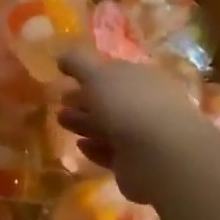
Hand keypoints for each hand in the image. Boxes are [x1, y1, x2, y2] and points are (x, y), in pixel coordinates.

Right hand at [56, 50, 207, 206]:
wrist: (159, 155)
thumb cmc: (128, 105)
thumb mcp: (97, 75)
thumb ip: (78, 64)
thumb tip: (62, 56)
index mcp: (141, 77)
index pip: (114, 71)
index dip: (90, 72)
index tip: (66, 76)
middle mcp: (146, 103)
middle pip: (110, 99)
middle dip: (84, 99)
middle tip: (61, 101)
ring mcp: (143, 135)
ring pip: (108, 126)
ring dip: (85, 123)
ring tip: (61, 121)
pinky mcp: (136, 163)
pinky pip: (111, 152)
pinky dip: (95, 148)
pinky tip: (80, 146)